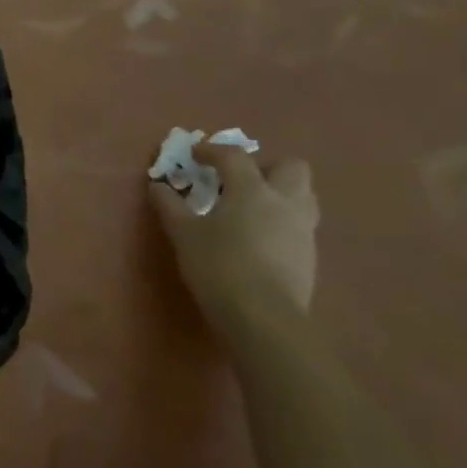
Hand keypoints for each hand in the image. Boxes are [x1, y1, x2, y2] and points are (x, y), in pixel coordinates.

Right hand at [149, 143, 318, 325]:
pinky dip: (281, 221)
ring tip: (251, 208)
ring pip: (303, 195)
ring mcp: (302, 229)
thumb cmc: (218, 266)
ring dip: (280, 193)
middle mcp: (284, 202)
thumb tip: (157, 186)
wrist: (263, 317)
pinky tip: (259, 239)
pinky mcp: (309, 256)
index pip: (234, 156)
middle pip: (291, 167)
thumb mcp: (183, 234)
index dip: (212, 150)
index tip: (195, 154)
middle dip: (265, 167)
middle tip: (238, 181)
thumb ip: (169, 206)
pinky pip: (300, 224)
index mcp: (252, 190)